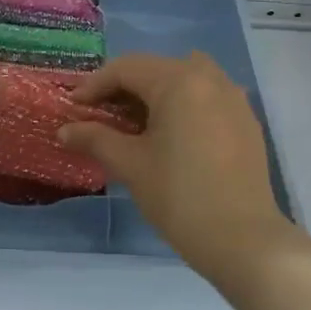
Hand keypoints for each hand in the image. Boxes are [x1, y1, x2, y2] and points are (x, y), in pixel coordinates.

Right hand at [58, 53, 298, 285]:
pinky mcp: (246, 122)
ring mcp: (234, 98)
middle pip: (156, 70)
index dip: (94, 86)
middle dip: (124, 88)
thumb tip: (64, 130)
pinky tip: (172, 136)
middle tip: (101, 115)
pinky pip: (207, 98)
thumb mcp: (131, 164)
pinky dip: (184, 105)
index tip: (73, 108)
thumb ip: (95, 138)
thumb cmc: (179, 196)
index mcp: (179, 81)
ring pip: (186, 79)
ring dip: (157, 93)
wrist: (243, 240)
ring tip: (136, 124)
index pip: (126, 69)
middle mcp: (210, 78)